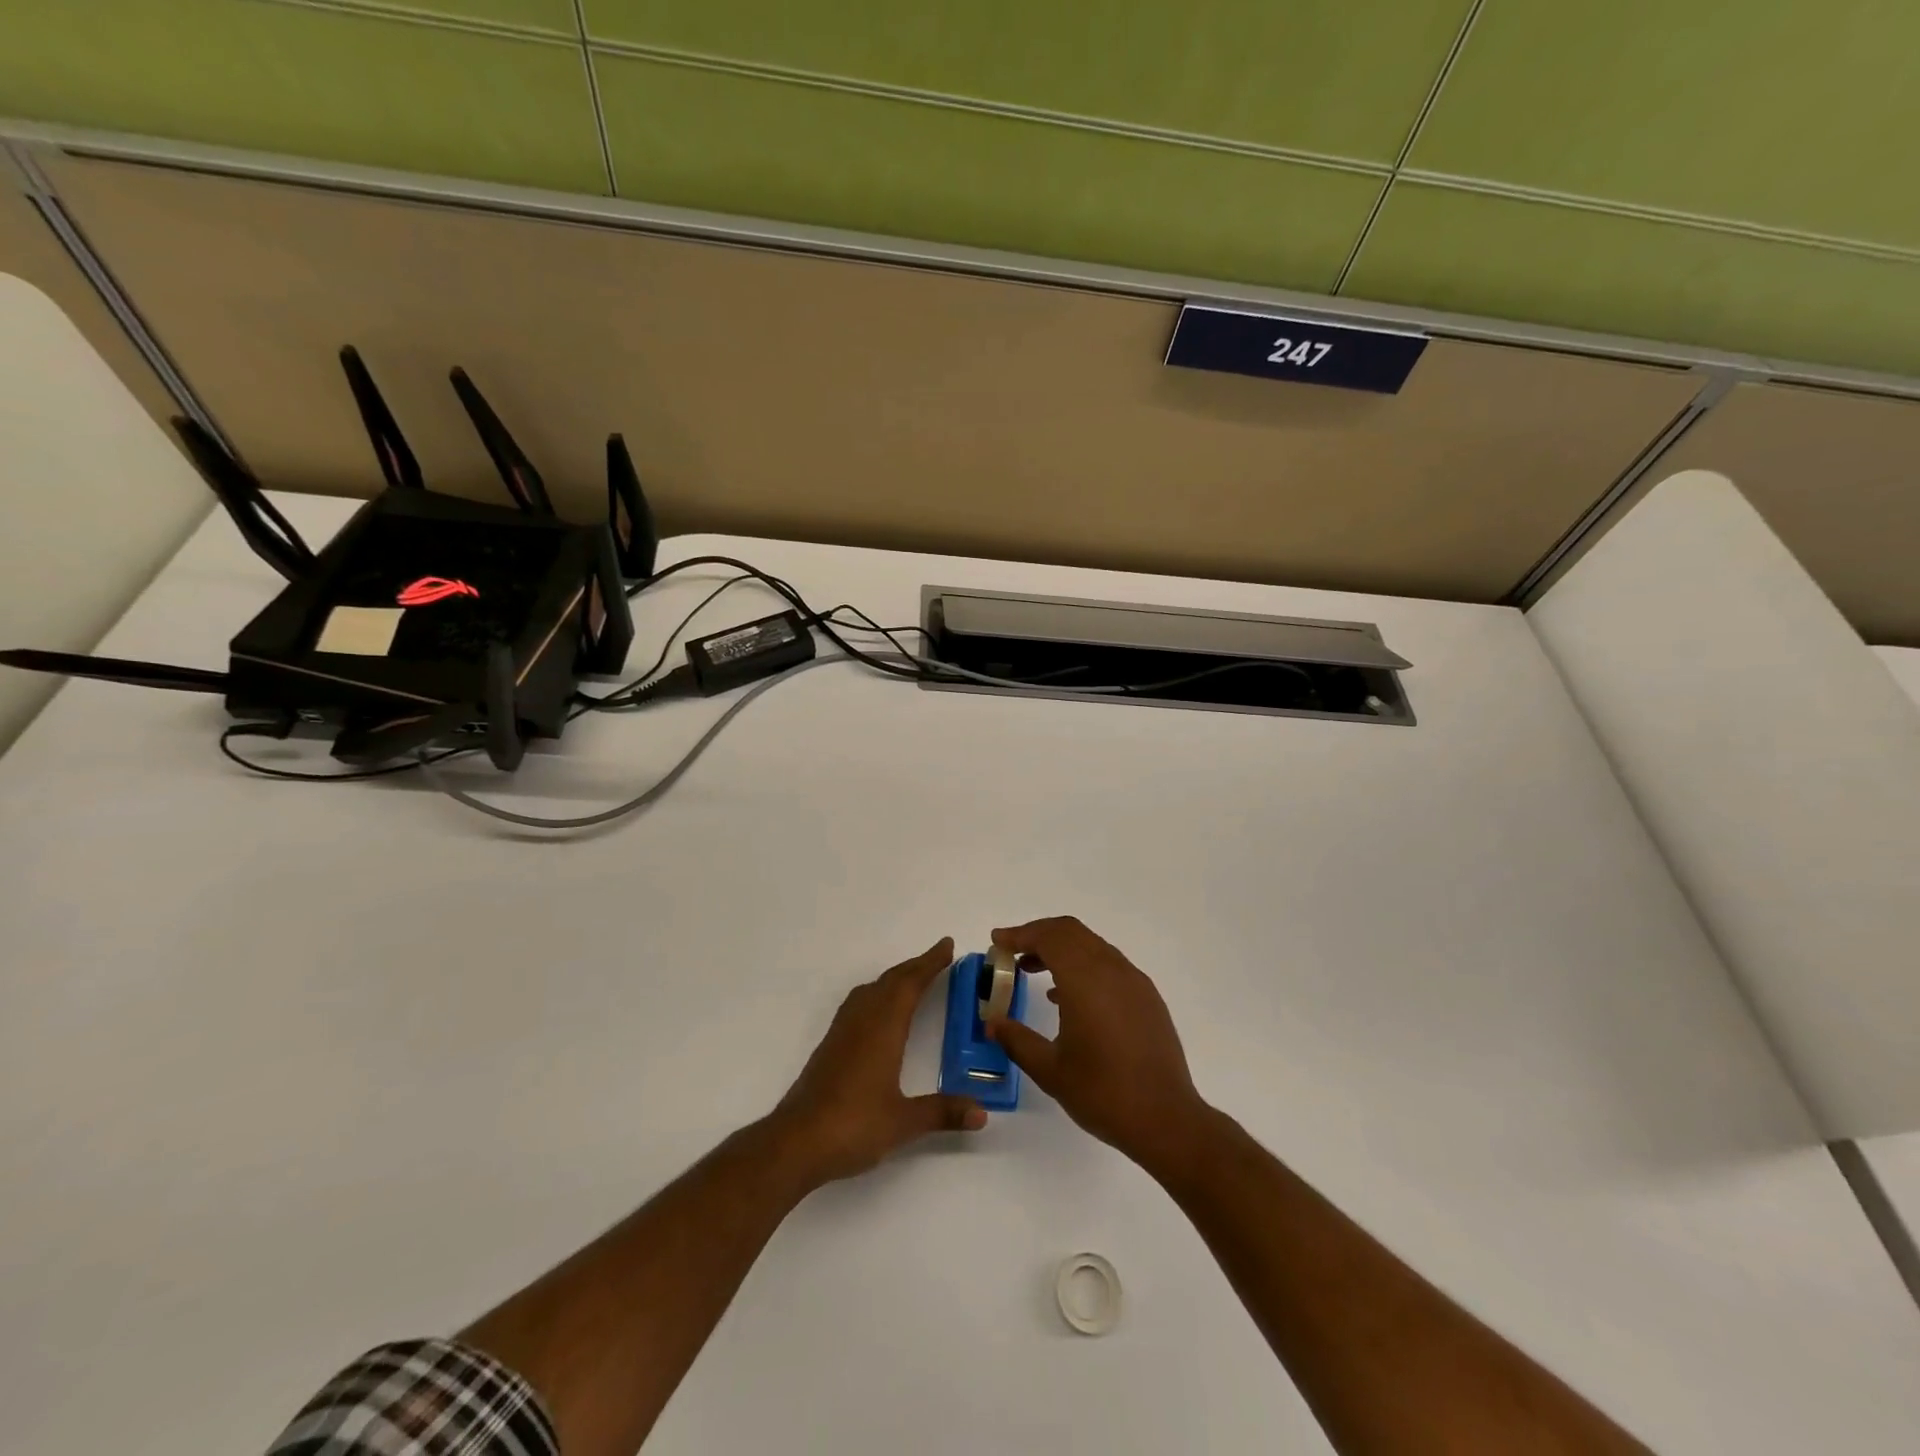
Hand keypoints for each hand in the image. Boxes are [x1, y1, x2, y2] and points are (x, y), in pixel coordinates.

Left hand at [772, 937, 986, 1186]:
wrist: (796, 1141)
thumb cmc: (853, 1125)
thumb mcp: (904, 1122)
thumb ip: (942, 1112)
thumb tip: (981, 1113)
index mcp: (883, 1028)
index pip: (910, 984)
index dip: (930, 963)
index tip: (947, 945)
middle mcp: (862, 1020)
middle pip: (891, 981)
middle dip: (916, 966)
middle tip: (939, 956)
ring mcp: (842, 1031)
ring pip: (872, 989)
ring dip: (895, 978)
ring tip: (913, 978)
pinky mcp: (830, 1046)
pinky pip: (859, 1003)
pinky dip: (878, 993)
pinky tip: (880, 1011)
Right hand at [987, 917, 1211, 1175]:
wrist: (1167, 1120)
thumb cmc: (1103, 1093)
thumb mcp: (1050, 1070)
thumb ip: (1017, 1040)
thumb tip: (992, 1022)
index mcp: (1085, 980)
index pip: (1049, 937)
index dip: (1020, 934)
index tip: (997, 942)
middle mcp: (1111, 970)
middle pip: (1071, 932)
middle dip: (1038, 935)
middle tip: (1012, 953)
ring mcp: (1134, 981)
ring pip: (1091, 945)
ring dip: (1060, 949)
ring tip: (1033, 971)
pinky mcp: (1147, 997)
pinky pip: (1108, 964)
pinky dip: (1082, 964)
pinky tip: (1068, 996)